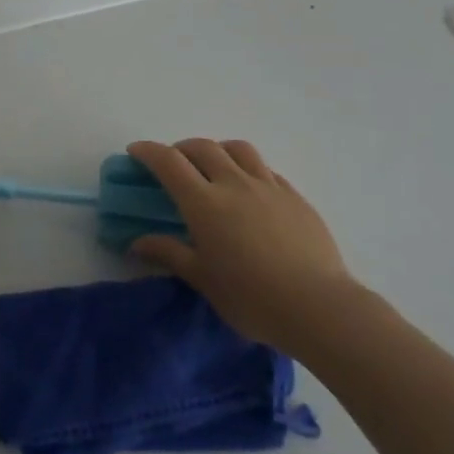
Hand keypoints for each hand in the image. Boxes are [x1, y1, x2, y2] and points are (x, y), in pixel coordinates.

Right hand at [126, 139, 360, 353]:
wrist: (318, 306)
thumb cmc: (252, 299)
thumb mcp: (203, 280)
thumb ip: (169, 254)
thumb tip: (137, 243)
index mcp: (205, 203)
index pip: (169, 162)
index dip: (148, 151)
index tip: (135, 152)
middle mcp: (234, 183)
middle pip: (202, 147)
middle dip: (181, 149)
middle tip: (173, 164)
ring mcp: (268, 186)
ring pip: (237, 149)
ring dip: (217, 150)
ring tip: (213, 166)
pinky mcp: (294, 196)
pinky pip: (265, 169)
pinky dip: (248, 168)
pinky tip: (250, 189)